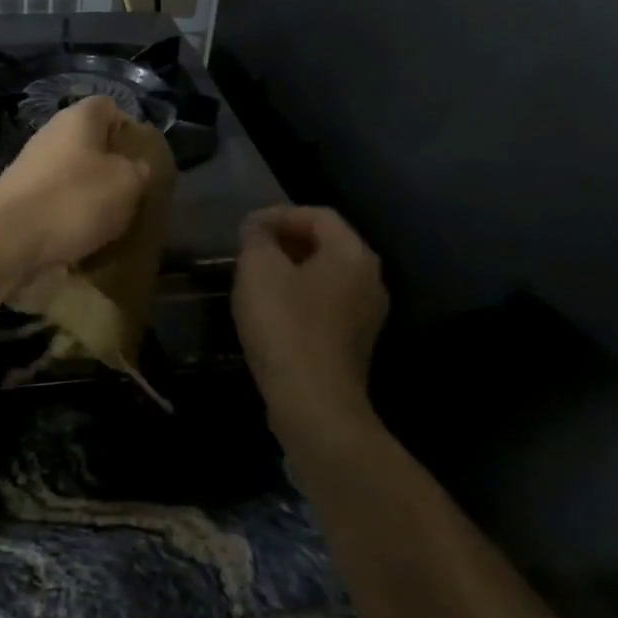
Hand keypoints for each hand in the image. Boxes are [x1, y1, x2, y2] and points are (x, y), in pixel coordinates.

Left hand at [0, 96, 151, 272]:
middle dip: (111, 167)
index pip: (110, 107)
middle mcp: (51, 134)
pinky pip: (55, 200)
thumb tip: (135, 167)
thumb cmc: (75, 200)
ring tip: (110, 222)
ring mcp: (31, 166)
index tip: (143, 159)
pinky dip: (69, 216)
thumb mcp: (127, 183)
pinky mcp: (19, 197)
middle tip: (132, 194)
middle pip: (90, 143)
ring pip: (73, 174)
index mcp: (78, 118)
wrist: (7, 240)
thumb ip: (139, 169)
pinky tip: (81, 237)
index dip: (130, 129)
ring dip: (91, 195)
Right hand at [234, 206, 388, 435]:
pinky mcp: (354, 344)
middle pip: (326, 244)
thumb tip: (259, 226)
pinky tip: (271, 312)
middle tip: (249, 250)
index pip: (318, 215)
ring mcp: (367, 315)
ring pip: (325, 277)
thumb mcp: (258, 268)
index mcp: (353, 254)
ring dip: (290, 271)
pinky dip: (299, 299)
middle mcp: (370, 279)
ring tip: (255, 279)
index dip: (280, 214)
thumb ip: (258, 236)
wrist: (313, 404)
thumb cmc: (285, 325)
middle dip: (285, 241)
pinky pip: (326, 305)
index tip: (247, 228)